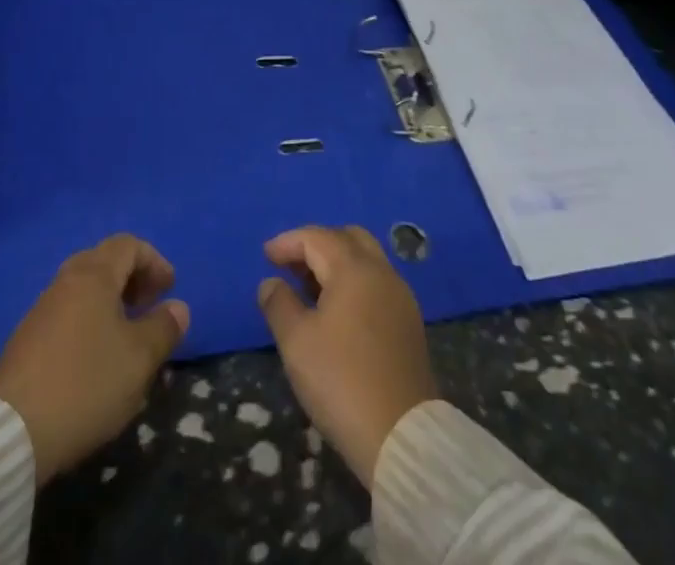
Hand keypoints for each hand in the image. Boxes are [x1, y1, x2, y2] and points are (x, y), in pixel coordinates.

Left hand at [0, 234, 189, 483]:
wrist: (11, 431)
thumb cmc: (85, 384)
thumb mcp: (138, 360)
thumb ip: (163, 328)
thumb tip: (177, 307)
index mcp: (94, 275)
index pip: (129, 245)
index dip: (154, 261)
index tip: (169, 290)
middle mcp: (66, 281)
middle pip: (105, 262)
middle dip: (133, 279)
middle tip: (151, 307)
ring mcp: (43, 309)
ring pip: (85, 289)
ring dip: (112, 302)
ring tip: (128, 336)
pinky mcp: (28, 339)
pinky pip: (69, 313)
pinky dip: (91, 320)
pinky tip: (97, 358)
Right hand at [256, 225, 438, 486]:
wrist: (402, 437)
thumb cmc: (341, 381)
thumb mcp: (296, 342)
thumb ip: (279, 304)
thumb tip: (271, 282)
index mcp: (354, 268)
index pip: (316, 237)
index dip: (288, 242)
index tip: (265, 257)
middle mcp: (381, 272)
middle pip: (347, 238)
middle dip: (316, 245)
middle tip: (291, 266)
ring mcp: (400, 297)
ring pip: (366, 260)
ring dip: (336, 263)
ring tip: (310, 289)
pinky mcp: (409, 323)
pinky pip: (377, 283)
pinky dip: (353, 283)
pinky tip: (338, 312)